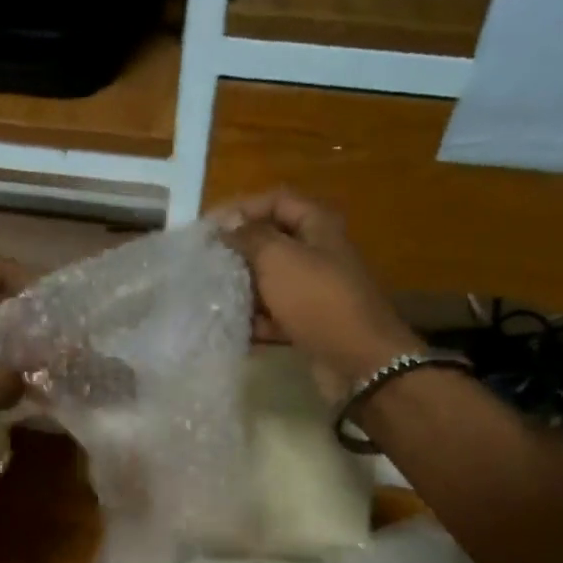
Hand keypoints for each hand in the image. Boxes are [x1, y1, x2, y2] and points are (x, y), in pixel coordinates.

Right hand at [216, 192, 420, 386]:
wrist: (358, 361)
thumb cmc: (318, 300)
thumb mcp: (279, 259)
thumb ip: (250, 237)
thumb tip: (227, 223)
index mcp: (318, 227)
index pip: (276, 201)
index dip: (242, 208)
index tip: (208, 228)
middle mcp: (318, 254)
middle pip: (271, 242)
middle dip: (238, 251)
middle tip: (203, 262)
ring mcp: (313, 291)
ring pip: (270, 281)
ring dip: (242, 288)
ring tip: (209, 295)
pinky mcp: (308, 323)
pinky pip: (274, 315)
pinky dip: (254, 320)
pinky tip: (230, 327)